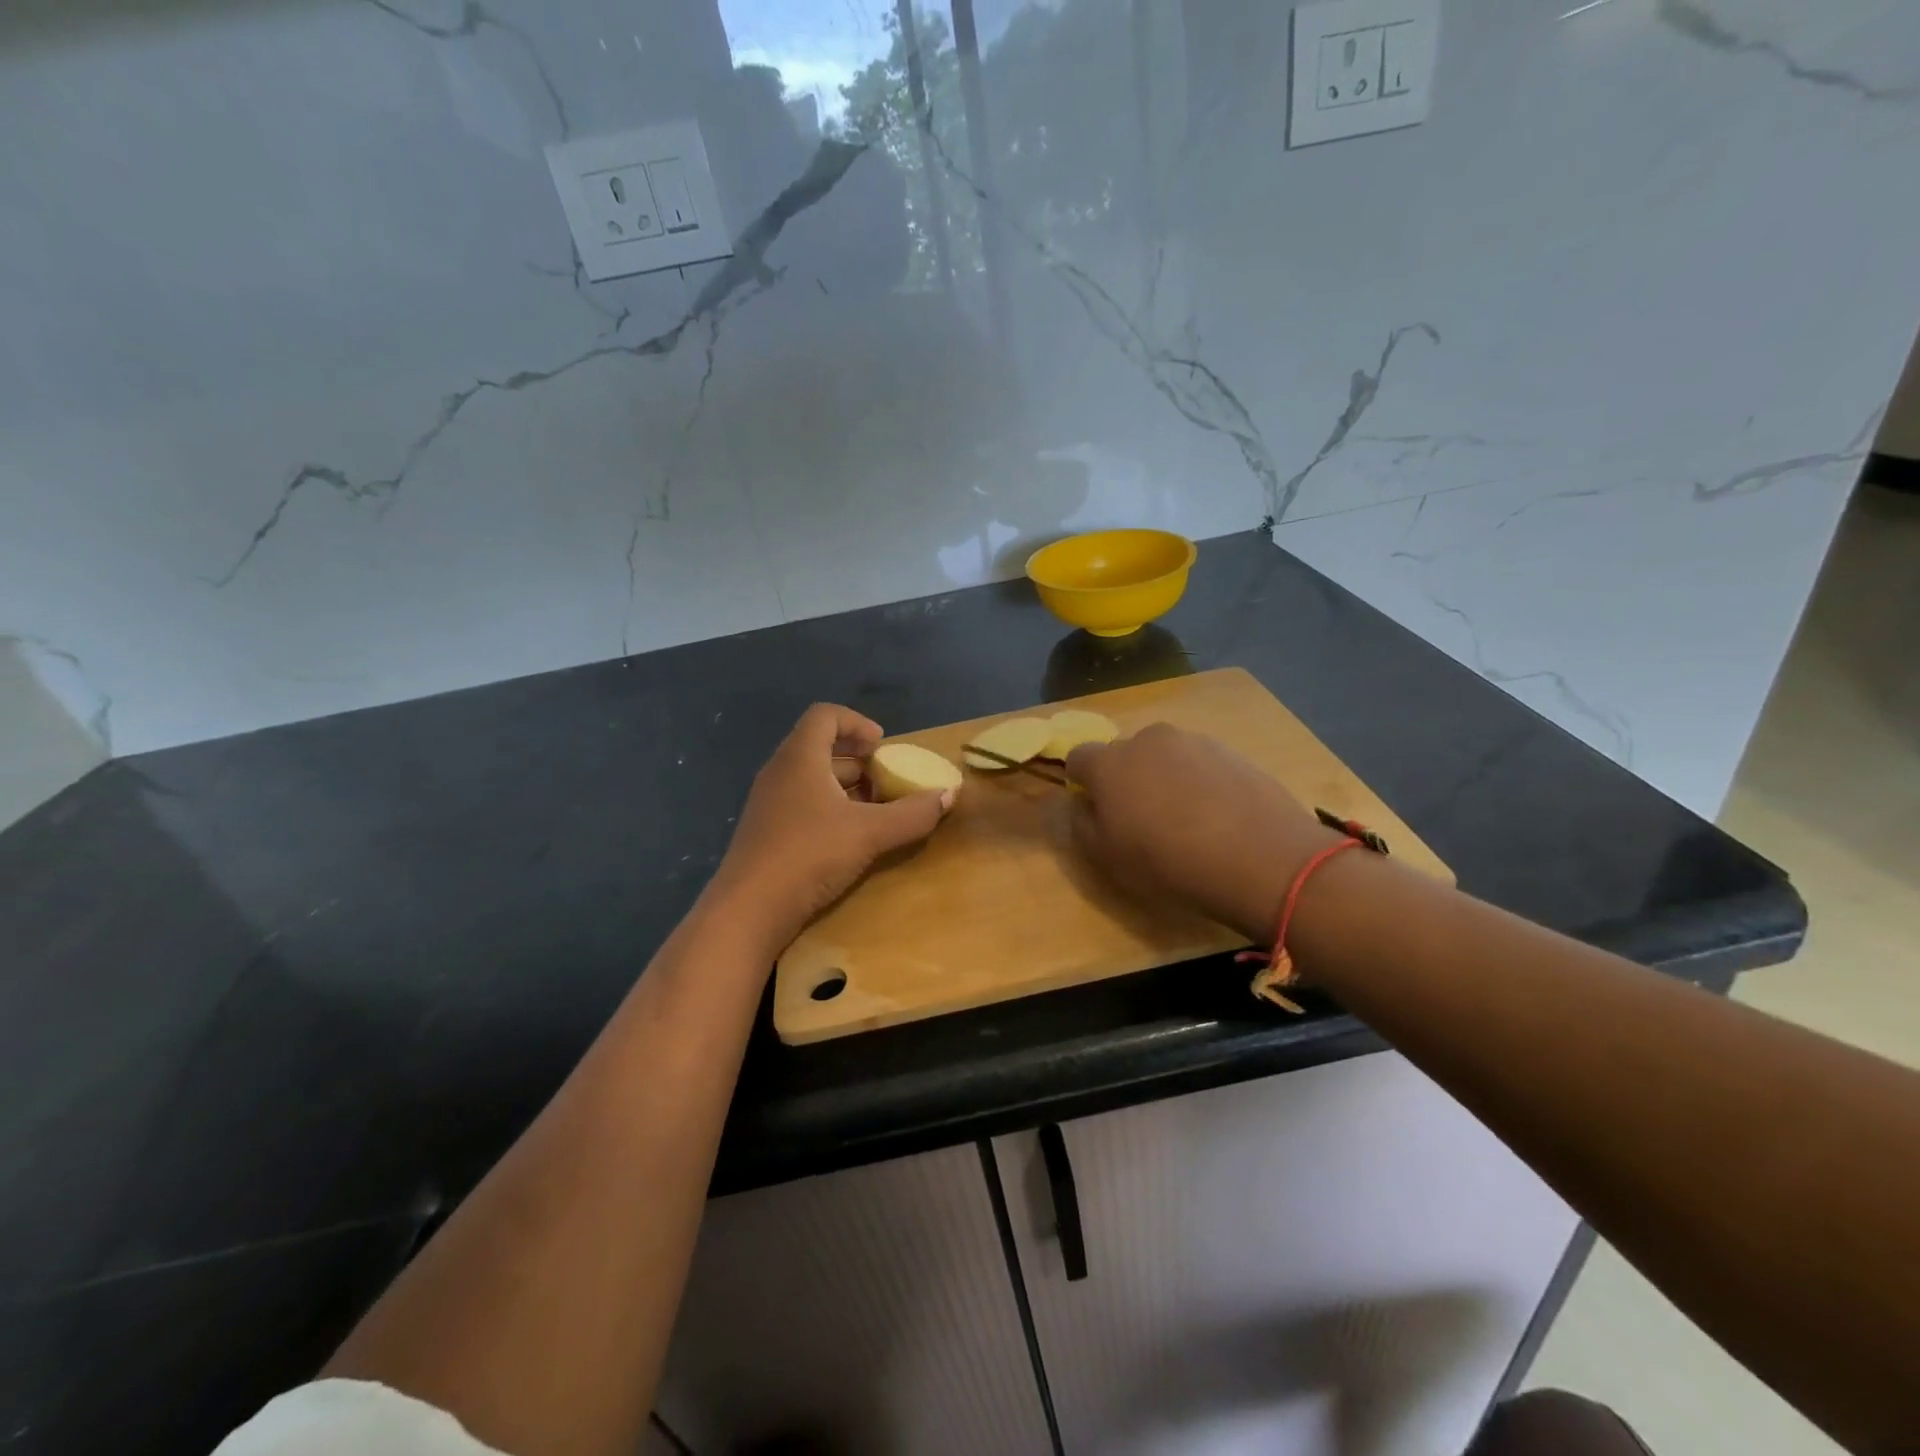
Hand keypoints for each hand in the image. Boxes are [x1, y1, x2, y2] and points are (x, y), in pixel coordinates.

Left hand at [711, 703, 953, 950]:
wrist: (749, 910)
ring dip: (846, 788)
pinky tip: (849, 838)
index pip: (825, 716)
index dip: (857, 723)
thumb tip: (948, 795)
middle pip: (820, 748)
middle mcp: (780, 772)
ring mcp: (769, 803)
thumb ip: (912, 814)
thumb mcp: (869, 833)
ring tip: (876, 811)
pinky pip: (802, 804)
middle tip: (887, 781)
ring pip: (812, 779)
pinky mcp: (766, 831)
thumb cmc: (809, 855)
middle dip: (859, 761)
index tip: (883, 747)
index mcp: (800, 758)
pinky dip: (829, 809)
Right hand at [1066, 724, 1340, 940]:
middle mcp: (1147, 739)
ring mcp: (1194, 741)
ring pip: (1165, 757)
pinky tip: (1217, 819)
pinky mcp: (1232, 752)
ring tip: (1187, 822)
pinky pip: (1201, 765)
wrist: (1262, 858)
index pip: (1078, 757)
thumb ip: (1083, 824)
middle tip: (1142, 820)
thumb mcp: (1108, 858)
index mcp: (1109, 762)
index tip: (1097, 812)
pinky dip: (1200, 784)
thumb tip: (1084, 803)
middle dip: (1126, 779)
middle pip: (1124, 754)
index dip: (1082, 783)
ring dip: (1165, 779)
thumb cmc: (1170, 862)